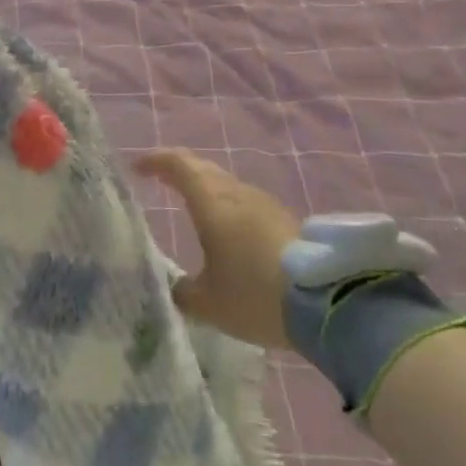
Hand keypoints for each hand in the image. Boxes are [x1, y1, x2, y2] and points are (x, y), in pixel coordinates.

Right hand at [137, 149, 300, 347]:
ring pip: (226, 186)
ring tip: (192, 207)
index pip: (177, 165)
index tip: (137, 167)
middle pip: (203, 169)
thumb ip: (184, 292)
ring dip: (206, 190)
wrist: (328, 302)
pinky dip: (227, 208)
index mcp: (210, 202)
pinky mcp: (285, 220)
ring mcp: (264, 203)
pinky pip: (245, 203)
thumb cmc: (255, 294)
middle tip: (161, 181)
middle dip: (179, 171)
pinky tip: (228, 232)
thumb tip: (175, 287)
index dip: (155, 161)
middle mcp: (236, 193)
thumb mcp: (208, 304)